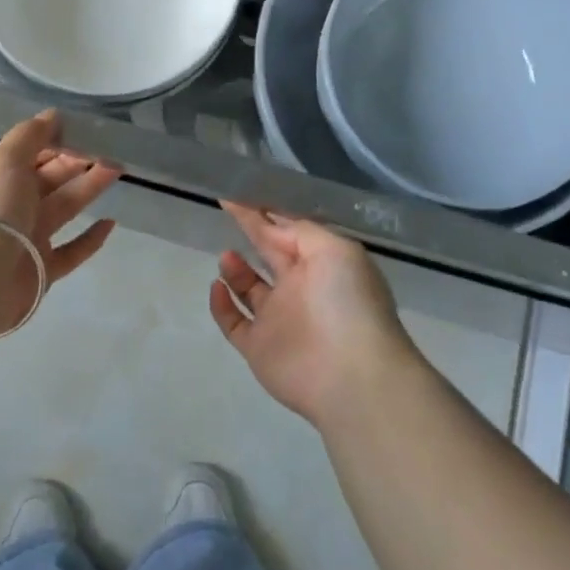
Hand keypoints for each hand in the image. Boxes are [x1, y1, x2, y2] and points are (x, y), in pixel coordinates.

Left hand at [0, 112, 120, 331]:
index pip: (29, 155)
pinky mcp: (41, 270)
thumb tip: (52, 115)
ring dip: (88, 189)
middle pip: (48, 180)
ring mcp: (25, 239)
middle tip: (112, 151)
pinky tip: (110, 223)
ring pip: (62, 209)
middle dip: (77, 163)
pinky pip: (71, 251)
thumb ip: (29, 136)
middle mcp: (8, 207)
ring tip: (117, 171)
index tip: (86, 132)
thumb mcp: (5, 162)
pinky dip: (90, 239)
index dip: (56, 143)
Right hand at [208, 202, 426, 424]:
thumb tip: (270, 225)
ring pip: (249, 289)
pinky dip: (221, 304)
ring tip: (227, 256)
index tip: (234, 194)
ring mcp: (277, 320)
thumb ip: (300, 231)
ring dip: (235, 270)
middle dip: (251, 234)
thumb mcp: (335, 250)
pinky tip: (216, 287)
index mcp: (322, 265)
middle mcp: (299, 289)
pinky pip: (233, 322)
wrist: (352, 375)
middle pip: (269, 255)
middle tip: (225, 213)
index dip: (262, 213)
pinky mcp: (258, 347)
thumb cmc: (347, 303)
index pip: (286, 232)